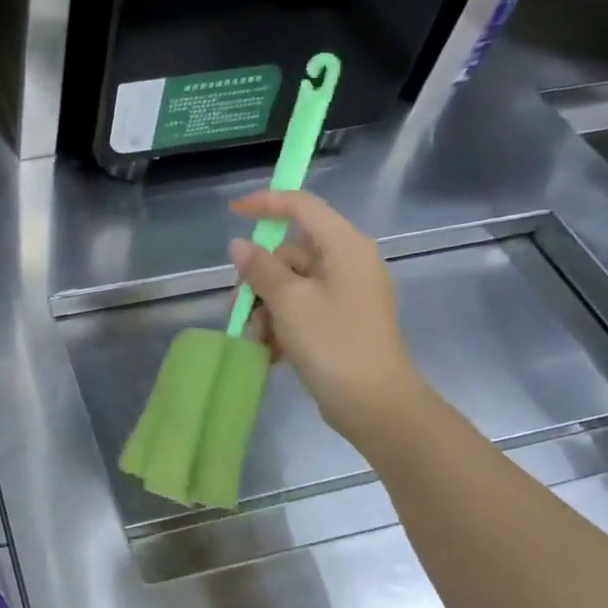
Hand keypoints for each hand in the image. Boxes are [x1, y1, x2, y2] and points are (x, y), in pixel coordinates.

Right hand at [229, 190, 429, 444]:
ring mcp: (347, 293)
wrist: (374, 403)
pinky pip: (302, 308)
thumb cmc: (333, 344)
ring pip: (291, 285)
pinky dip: (283, 324)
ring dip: (268, 309)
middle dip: (261, 281)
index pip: (302, 206)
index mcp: (345, 246)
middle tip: (242, 310)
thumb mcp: (289, 302)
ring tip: (260, 341)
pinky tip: (272, 351)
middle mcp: (349, 262)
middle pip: (290, 253)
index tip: (232, 212)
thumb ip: (260, 269)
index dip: (266, 204)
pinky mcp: (342, 320)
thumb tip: (239, 246)